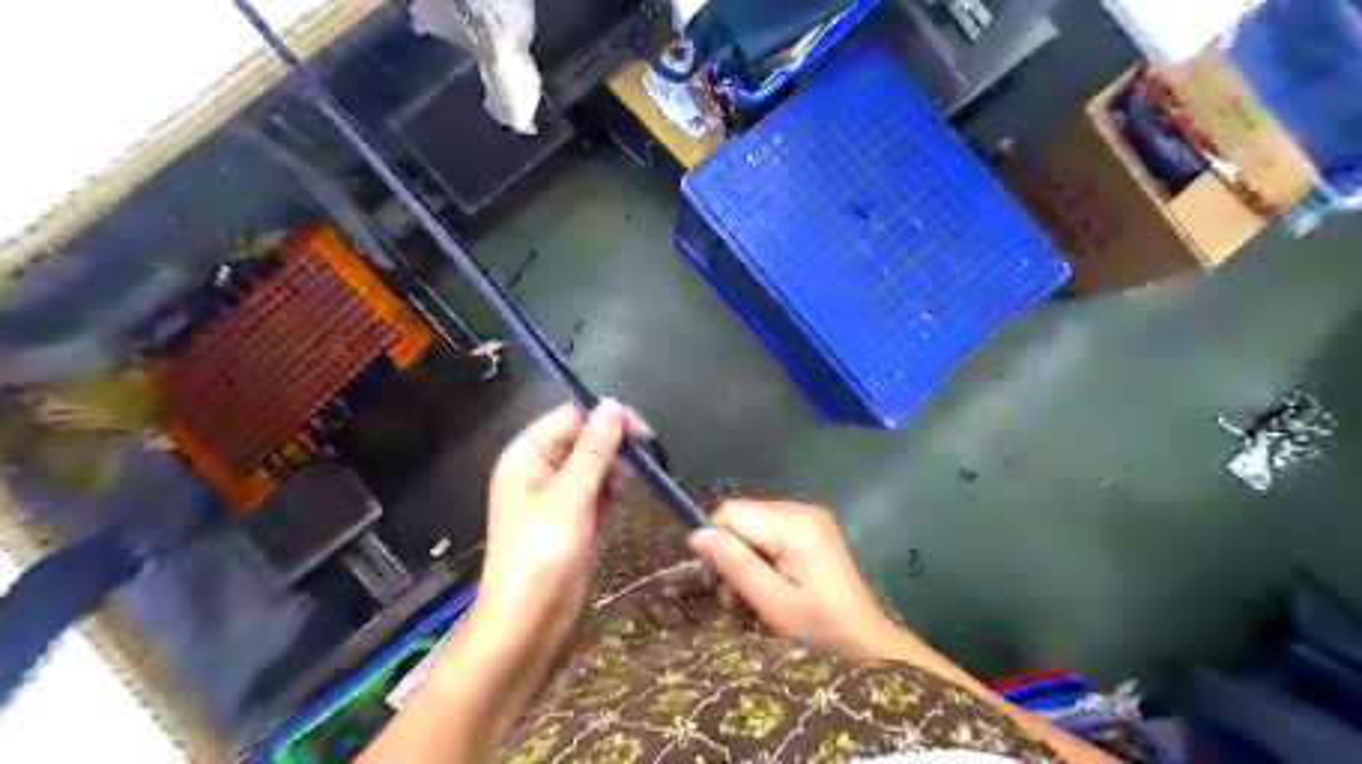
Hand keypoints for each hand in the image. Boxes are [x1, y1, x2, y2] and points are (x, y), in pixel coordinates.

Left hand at [480, 402, 645, 635]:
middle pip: (583, 437)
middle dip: (612, 443)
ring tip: (626, 482)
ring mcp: (556, 493)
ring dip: (613, 465)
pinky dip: (610, 487)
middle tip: (642, 458)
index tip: (641, 432)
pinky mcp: (572, 514)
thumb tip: (612, 404)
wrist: (528, 622)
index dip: (605, 418)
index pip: (570, 416)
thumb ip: (594, 449)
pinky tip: (620, 493)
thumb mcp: (570, 496)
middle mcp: (540, 467)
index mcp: (527, 454)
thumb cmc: (543, 554)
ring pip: (593, 462)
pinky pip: (595, 487)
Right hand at [692, 502, 901, 657]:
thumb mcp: (773, 603)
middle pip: (741, 517)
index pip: (731, 512)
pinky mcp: (811, 528)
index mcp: (795, 523)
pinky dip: (761, 557)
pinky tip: (771, 583)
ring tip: (755, 595)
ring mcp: (809, 517)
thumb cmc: (821, 630)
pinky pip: (768, 531)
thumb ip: (735, 564)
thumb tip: (696, 534)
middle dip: (731, 553)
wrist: (867, 645)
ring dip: (744, 558)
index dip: (717, 544)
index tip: (722, 584)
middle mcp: (802, 509)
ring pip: (751, 525)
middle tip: (738, 597)